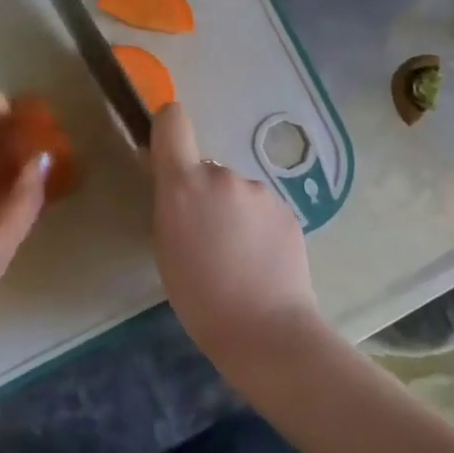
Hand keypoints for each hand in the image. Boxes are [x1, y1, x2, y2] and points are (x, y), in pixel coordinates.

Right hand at [149, 102, 319, 368]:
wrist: (266, 329)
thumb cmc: (200, 298)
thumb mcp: (166, 248)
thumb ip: (167, 203)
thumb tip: (166, 175)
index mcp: (185, 184)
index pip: (173, 122)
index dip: (167, 128)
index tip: (166, 152)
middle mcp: (223, 175)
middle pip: (205, 168)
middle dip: (202, 193)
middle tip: (205, 237)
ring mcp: (259, 191)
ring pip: (235, 191)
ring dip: (231, 210)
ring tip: (236, 256)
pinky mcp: (287, 209)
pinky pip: (260, 208)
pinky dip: (256, 225)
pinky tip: (260, 260)